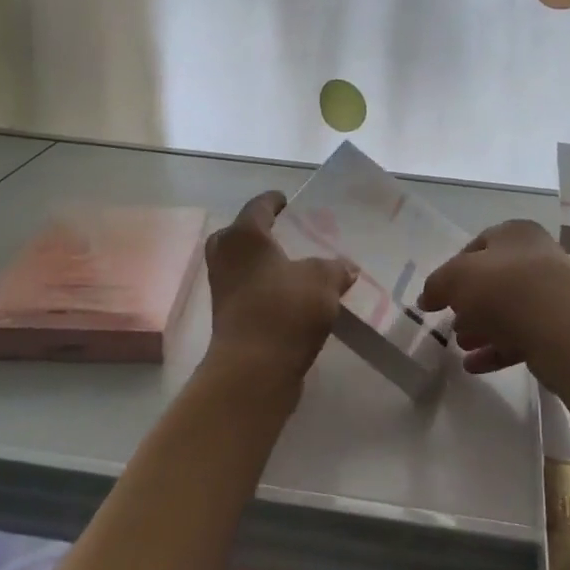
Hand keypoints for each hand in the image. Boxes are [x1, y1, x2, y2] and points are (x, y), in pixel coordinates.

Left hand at [205, 191, 355, 390]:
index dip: (274, 201)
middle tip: (284, 233)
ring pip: (241, 264)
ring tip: (292, 265)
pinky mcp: (227, 316)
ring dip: (262, 262)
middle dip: (259, 232)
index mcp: (245, 236)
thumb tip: (346, 267)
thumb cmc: (285, 310)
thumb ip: (335, 267)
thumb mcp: (323, 280)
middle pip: (239, 234)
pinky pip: (247, 290)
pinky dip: (264, 287)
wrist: (254, 368)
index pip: (259, 206)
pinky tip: (290, 295)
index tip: (288, 200)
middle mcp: (227, 256)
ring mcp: (223, 288)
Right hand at [418, 220, 569, 393]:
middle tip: (450, 321)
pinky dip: (495, 349)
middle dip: (468, 302)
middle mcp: (537, 258)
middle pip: (493, 280)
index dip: (453, 269)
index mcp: (515, 233)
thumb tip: (427, 298)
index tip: (438, 294)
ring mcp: (550, 295)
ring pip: (507, 310)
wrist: (564, 329)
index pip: (477, 246)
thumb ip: (436, 285)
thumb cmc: (505, 288)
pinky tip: (473, 366)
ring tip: (460, 344)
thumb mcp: (456, 277)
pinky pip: (520, 337)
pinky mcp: (557, 329)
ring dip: (481, 327)